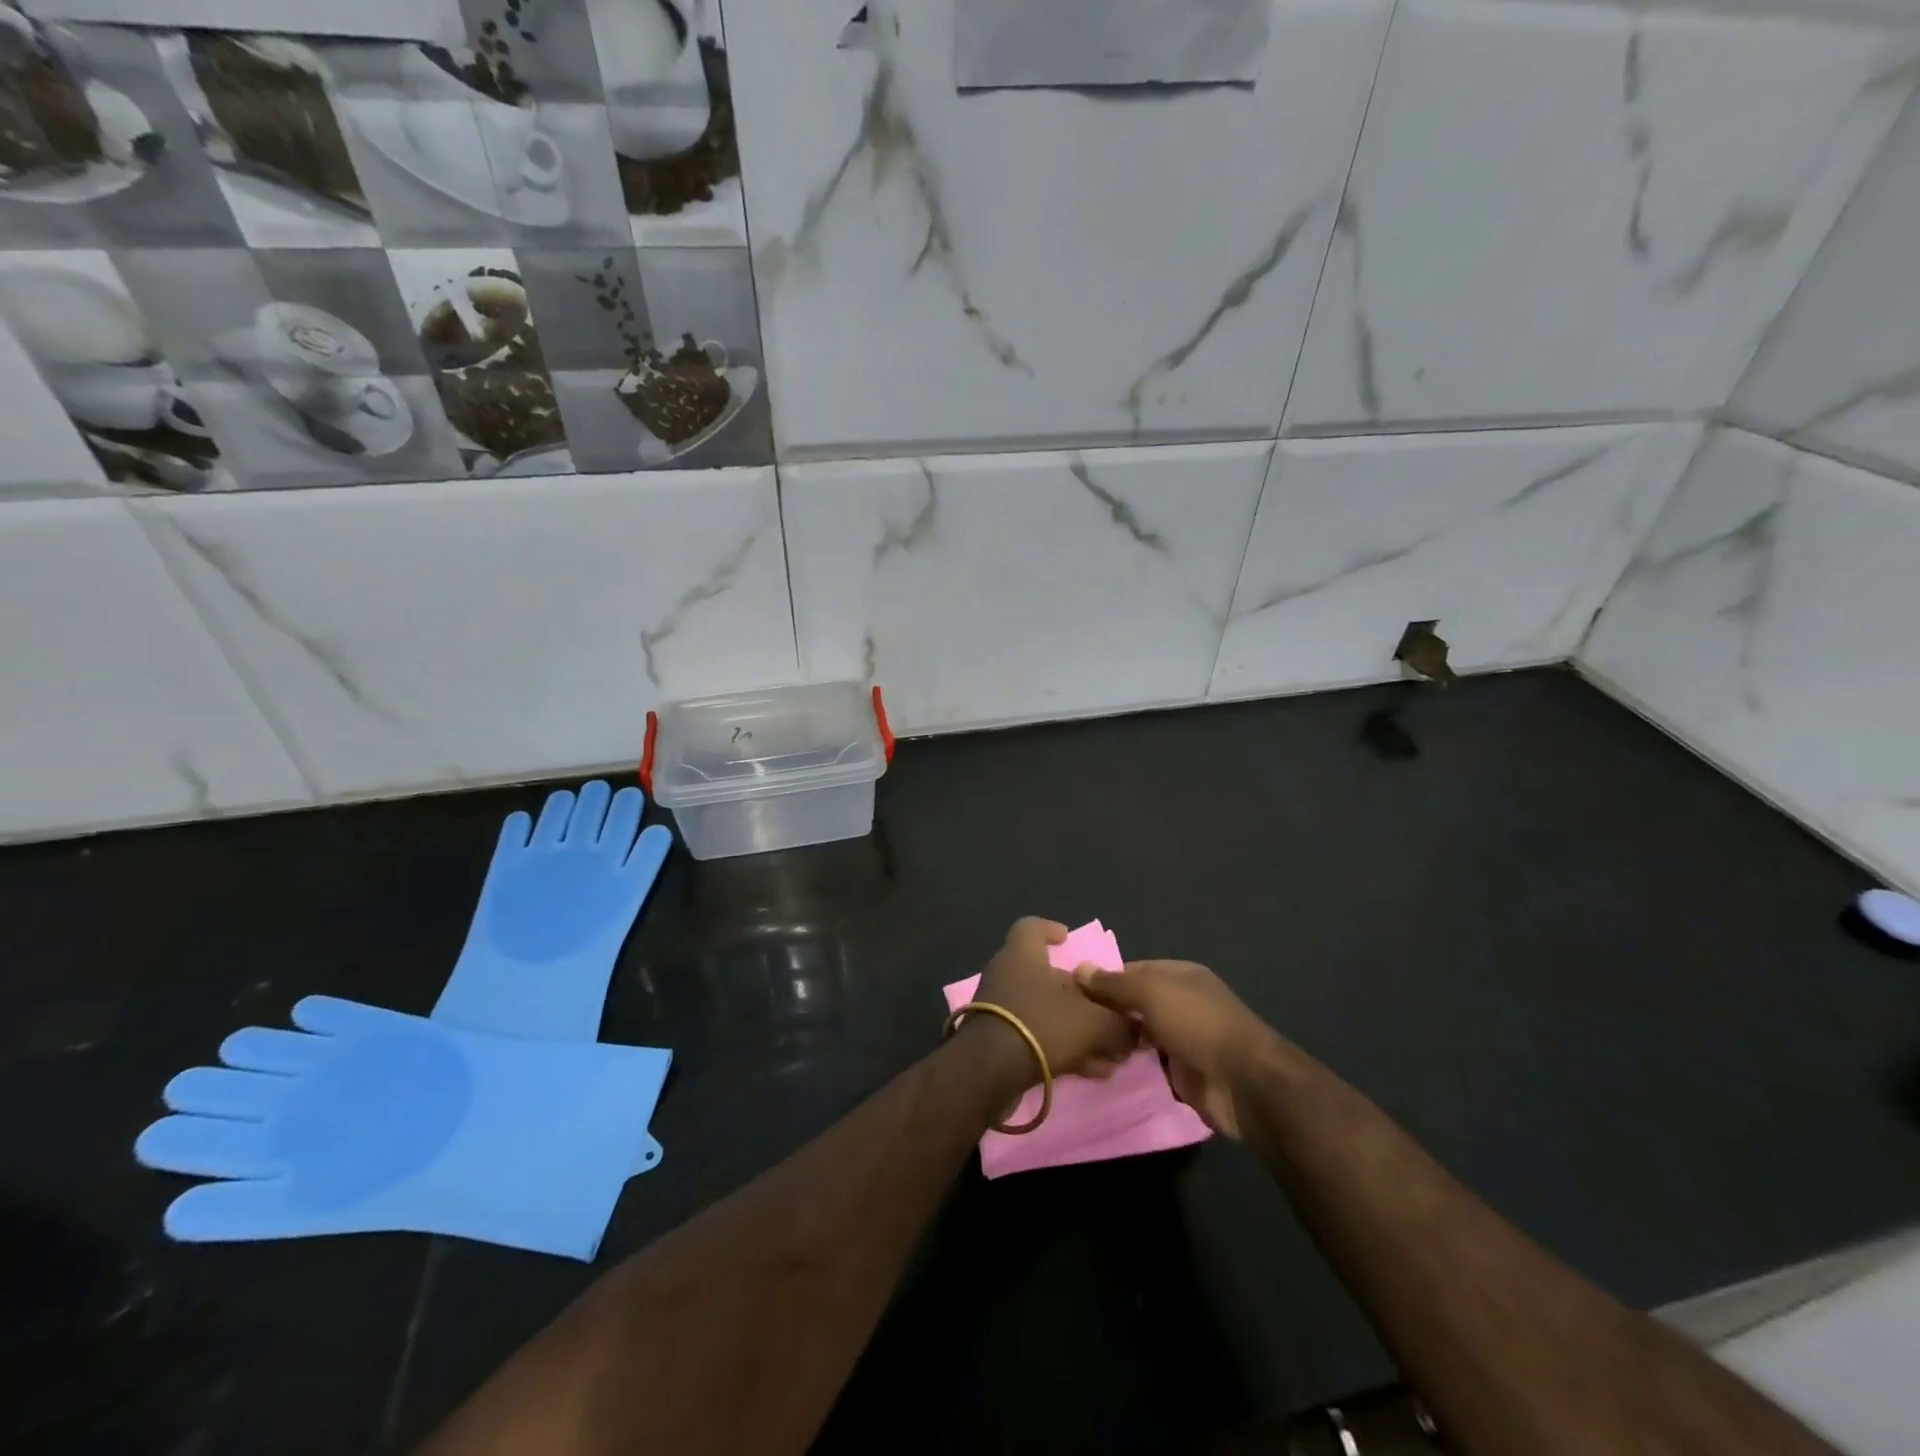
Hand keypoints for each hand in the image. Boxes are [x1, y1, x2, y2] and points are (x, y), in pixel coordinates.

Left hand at [965, 918, 1135, 1090]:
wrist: (988, 1073)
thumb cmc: (1041, 1025)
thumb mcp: (1093, 1022)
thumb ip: (1119, 1023)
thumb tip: (1136, 1028)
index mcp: (1022, 954)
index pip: (1032, 927)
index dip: (1051, 930)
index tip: (1068, 940)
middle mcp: (1007, 975)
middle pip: (1048, 977)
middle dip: (1081, 996)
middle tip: (1109, 1013)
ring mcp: (1000, 1009)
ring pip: (1046, 1012)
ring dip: (1078, 1029)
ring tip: (1111, 1053)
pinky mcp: (998, 1041)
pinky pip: (1037, 1037)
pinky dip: (1064, 1049)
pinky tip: (1092, 1071)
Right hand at [1074, 959, 1278, 1138]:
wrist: (1244, 1083)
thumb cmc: (1197, 1024)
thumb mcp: (1151, 992)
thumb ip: (1114, 983)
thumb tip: (1079, 969)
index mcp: (1179, 975)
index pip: (1132, 970)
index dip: (1104, 979)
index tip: (1071, 991)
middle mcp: (1181, 1003)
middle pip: (1136, 1004)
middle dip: (1108, 1012)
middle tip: (1071, 1023)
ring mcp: (1183, 1040)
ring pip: (1141, 1036)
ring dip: (1118, 1042)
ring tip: (1081, 1047)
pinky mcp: (1183, 1074)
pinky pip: (1150, 1066)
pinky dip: (1132, 1068)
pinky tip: (1103, 1070)